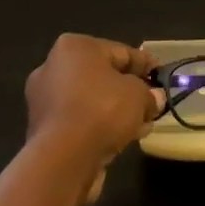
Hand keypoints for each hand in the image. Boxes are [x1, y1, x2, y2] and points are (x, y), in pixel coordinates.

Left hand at [24, 35, 163, 203]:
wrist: (63, 158)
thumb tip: (154, 99)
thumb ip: (149, 94)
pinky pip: (80, 121)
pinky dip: (99, 126)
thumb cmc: (102, 110)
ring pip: (91, 101)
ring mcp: (44, 99)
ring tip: (141, 125)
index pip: (120, 51)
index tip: (161, 75)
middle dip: (129, 90)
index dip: (144, 64)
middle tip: (151, 102)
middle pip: (103, 76)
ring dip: (116, 111)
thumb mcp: (138, 95)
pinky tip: (122, 139)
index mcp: (74, 47)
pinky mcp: (43, 129)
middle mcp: (54, 67)